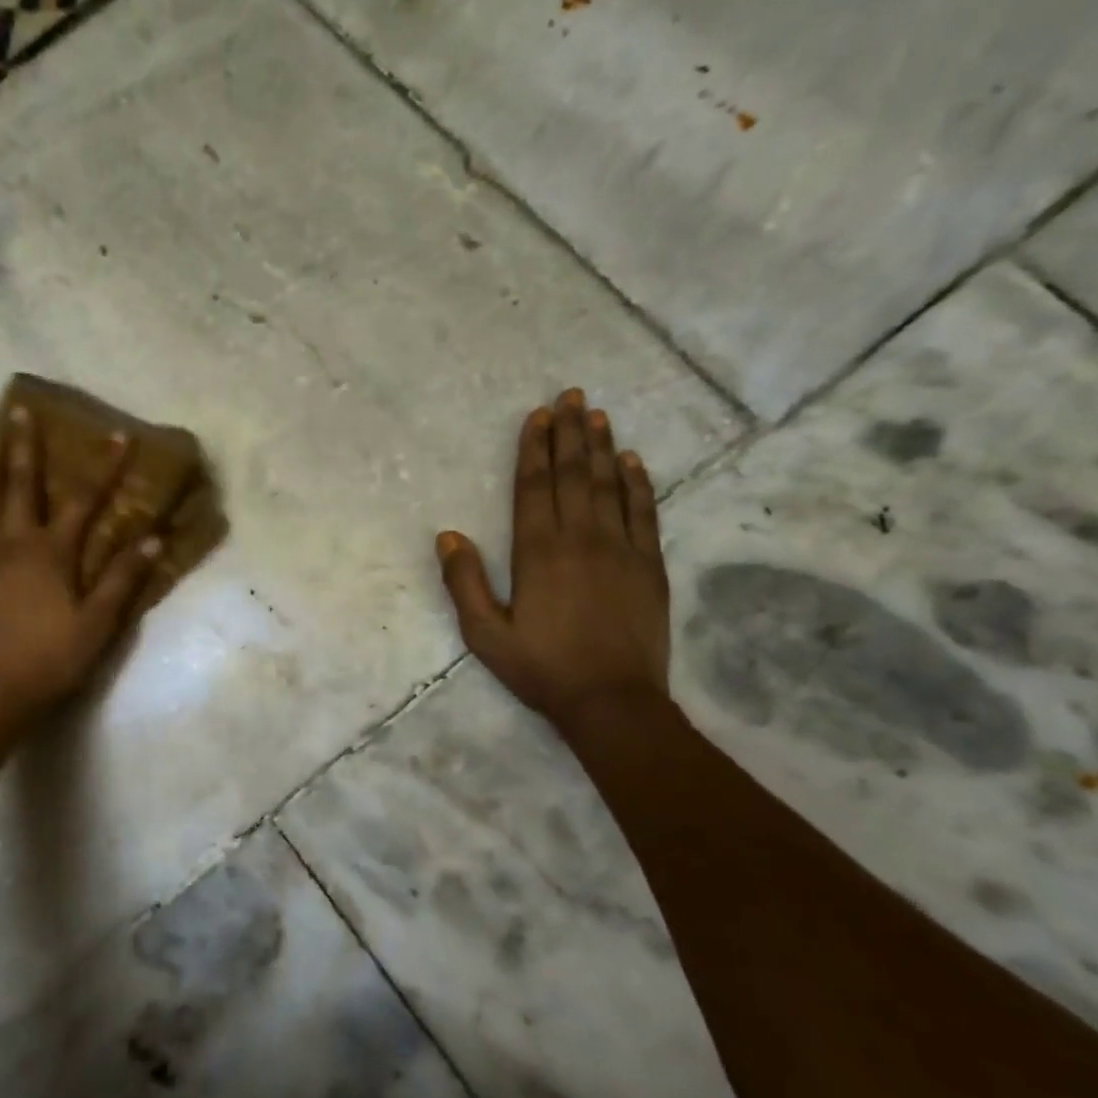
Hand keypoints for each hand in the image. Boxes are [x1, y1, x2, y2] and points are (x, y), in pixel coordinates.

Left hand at [0, 407, 160, 726]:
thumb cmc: (51, 659)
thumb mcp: (98, 623)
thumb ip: (122, 578)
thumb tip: (152, 538)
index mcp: (52, 553)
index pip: (85, 500)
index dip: (104, 467)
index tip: (117, 435)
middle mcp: (13, 544)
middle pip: (20, 487)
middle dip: (25, 448)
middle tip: (19, 412)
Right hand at [436, 388, 670, 729]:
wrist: (612, 701)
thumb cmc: (541, 668)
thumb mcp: (484, 634)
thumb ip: (464, 582)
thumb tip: (448, 535)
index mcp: (538, 552)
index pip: (534, 487)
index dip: (534, 449)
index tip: (538, 416)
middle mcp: (580, 538)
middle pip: (573, 474)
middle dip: (570, 433)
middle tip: (571, 396)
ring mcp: (620, 549)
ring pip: (610, 485)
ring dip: (603, 447)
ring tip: (598, 414)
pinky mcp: (649, 566)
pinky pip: (645, 513)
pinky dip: (639, 483)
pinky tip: (634, 461)